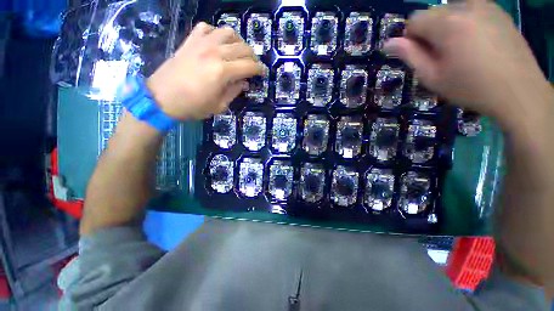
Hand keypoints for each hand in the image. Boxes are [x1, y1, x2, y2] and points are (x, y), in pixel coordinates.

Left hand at [147, 22, 263, 119]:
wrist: (161, 98)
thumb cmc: (193, 106)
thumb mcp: (219, 105)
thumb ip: (234, 92)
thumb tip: (244, 82)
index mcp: (223, 71)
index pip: (249, 65)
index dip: (259, 69)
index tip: (263, 72)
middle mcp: (214, 52)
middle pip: (242, 47)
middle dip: (253, 56)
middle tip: (254, 65)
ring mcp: (201, 43)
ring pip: (228, 32)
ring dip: (238, 41)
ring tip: (239, 52)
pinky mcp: (190, 41)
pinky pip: (208, 28)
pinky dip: (217, 33)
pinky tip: (218, 43)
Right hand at [382, 0, 551, 128]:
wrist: (519, 91)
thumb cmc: (471, 87)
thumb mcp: (432, 76)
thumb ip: (409, 55)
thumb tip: (388, 43)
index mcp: (447, 23)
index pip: (414, 20)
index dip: (411, 39)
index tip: (421, 56)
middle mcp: (465, 5)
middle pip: (432, 13)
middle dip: (430, 32)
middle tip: (442, 56)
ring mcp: (485, 5)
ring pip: (450, 10)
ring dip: (447, 27)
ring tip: (461, 50)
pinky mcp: (497, 10)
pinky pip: (470, 10)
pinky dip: (465, 23)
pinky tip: (476, 42)